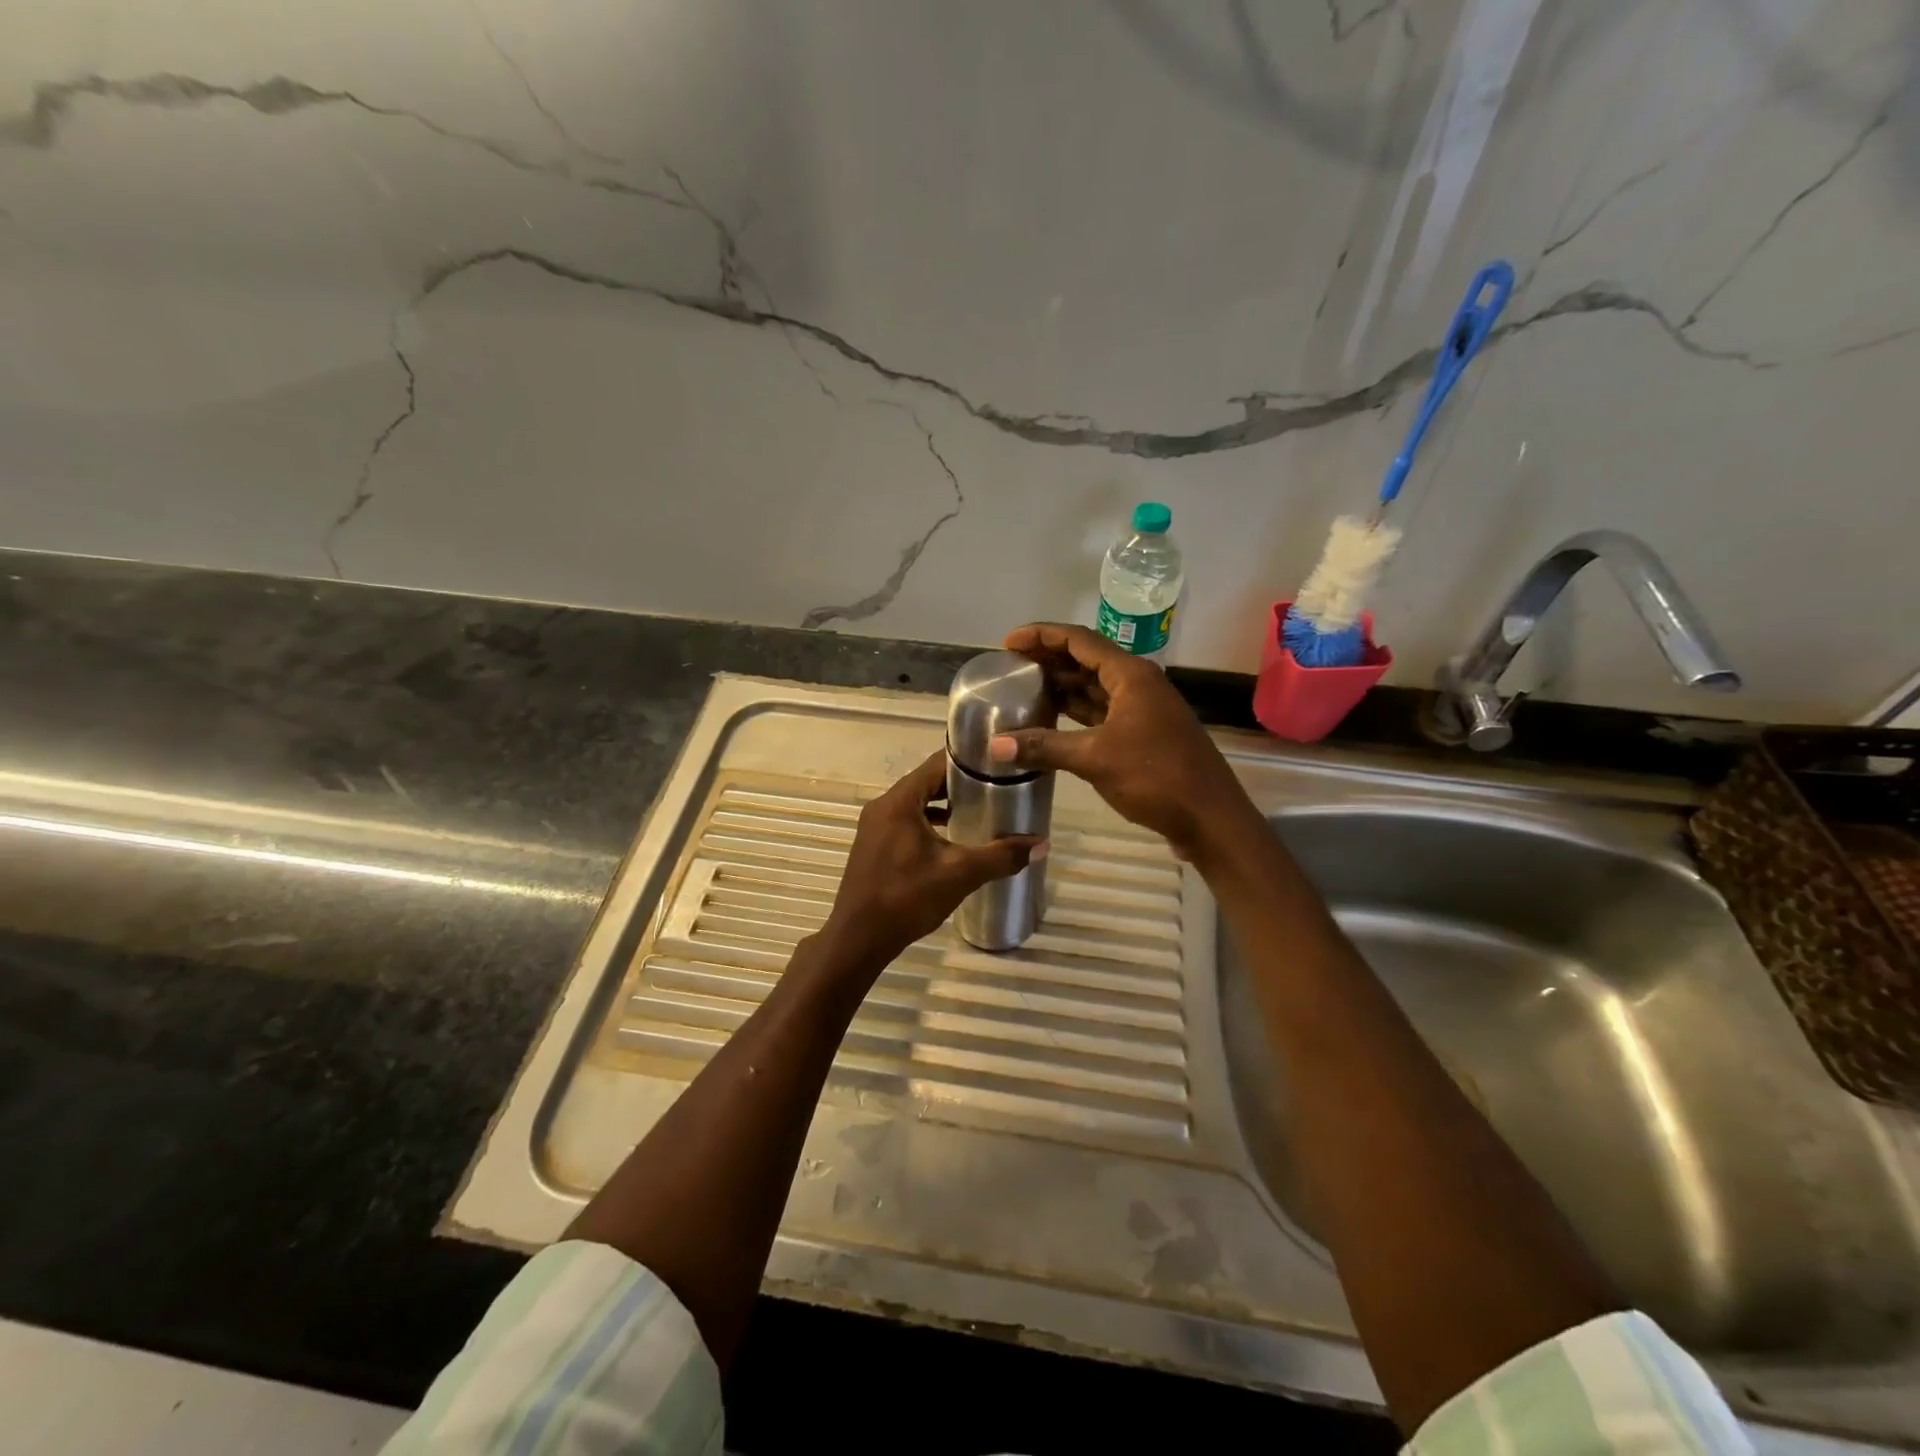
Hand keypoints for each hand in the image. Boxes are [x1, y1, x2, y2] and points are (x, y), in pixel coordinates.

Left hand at [816, 750, 1043, 976]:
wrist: (858, 939)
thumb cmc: (906, 898)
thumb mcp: (960, 874)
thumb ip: (1001, 856)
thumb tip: (1042, 844)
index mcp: (899, 801)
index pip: (937, 764)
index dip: (969, 761)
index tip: (999, 763)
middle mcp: (883, 806)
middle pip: (927, 782)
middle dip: (961, 784)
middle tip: (998, 785)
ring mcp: (875, 826)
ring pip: (917, 803)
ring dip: (945, 804)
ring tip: (982, 809)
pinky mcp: (875, 846)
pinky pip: (907, 821)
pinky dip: (930, 822)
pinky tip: (954, 838)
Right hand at [994, 623, 1253, 859]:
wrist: (1210, 818)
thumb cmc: (1156, 777)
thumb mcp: (1095, 759)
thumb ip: (1045, 747)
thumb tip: (995, 746)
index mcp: (1130, 675)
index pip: (1079, 640)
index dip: (1042, 636)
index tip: (1008, 643)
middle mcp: (1138, 683)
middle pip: (1087, 659)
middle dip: (1049, 659)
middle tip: (1011, 666)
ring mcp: (1142, 709)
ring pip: (1094, 687)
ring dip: (1062, 686)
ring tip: (1024, 688)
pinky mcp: (1143, 734)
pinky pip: (1102, 711)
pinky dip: (1076, 712)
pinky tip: (1052, 720)